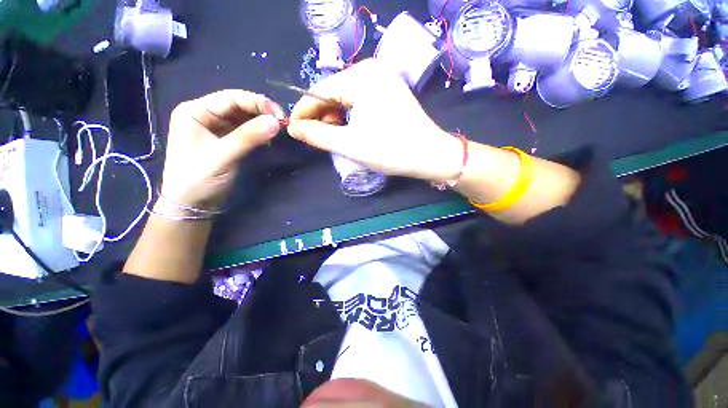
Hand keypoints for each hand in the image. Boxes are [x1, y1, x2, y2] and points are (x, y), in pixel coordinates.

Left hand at [160, 90, 284, 207]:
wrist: (191, 205)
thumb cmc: (198, 179)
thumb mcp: (223, 156)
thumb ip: (249, 137)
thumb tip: (277, 122)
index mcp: (195, 111)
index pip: (230, 98)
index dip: (257, 103)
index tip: (280, 115)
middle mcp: (205, 115)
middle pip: (238, 106)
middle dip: (261, 112)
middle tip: (283, 123)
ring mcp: (215, 128)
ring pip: (243, 118)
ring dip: (262, 122)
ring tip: (279, 130)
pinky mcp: (225, 141)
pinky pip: (245, 131)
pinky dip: (258, 133)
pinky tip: (269, 137)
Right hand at [288, 59, 462, 181]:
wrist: (430, 156)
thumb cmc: (390, 150)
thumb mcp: (349, 145)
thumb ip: (317, 135)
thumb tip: (294, 128)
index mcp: (361, 76)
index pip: (319, 90)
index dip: (303, 111)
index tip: (293, 129)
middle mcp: (372, 70)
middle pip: (333, 92)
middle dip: (321, 115)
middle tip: (316, 137)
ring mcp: (383, 80)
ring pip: (346, 97)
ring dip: (336, 117)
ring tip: (334, 137)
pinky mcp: (389, 92)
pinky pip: (360, 101)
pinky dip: (350, 116)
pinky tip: (349, 130)